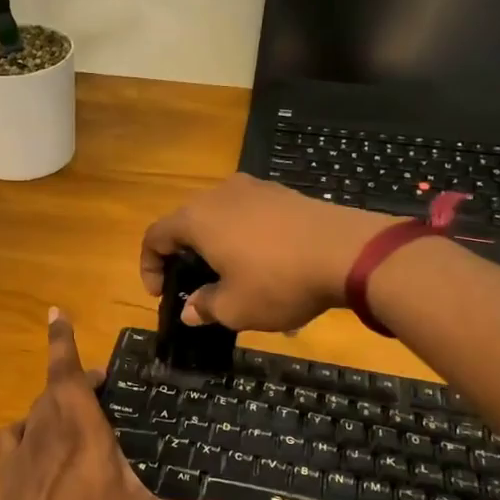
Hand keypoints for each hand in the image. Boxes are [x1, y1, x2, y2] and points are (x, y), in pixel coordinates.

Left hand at [0, 309, 261, 499]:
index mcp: (82, 431)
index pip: (67, 373)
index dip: (61, 340)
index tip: (54, 311)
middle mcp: (48, 431)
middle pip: (55, 389)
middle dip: (74, 379)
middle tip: (97, 383)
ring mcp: (21, 453)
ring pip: (34, 411)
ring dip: (52, 404)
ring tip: (72, 412)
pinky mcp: (4, 476)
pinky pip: (11, 438)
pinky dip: (24, 431)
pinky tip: (34, 443)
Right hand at [140, 174, 388, 332]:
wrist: (349, 252)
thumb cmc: (278, 281)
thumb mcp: (236, 308)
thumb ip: (205, 307)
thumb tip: (190, 309)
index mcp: (197, 219)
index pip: (155, 236)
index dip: (150, 266)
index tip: (162, 294)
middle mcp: (219, 195)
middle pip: (187, 223)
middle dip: (184, 256)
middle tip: (195, 286)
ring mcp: (255, 189)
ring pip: (220, 217)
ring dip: (217, 246)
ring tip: (233, 277)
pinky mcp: (283, 194)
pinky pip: (250, 215)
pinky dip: (245, 238)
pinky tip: (267, 265)